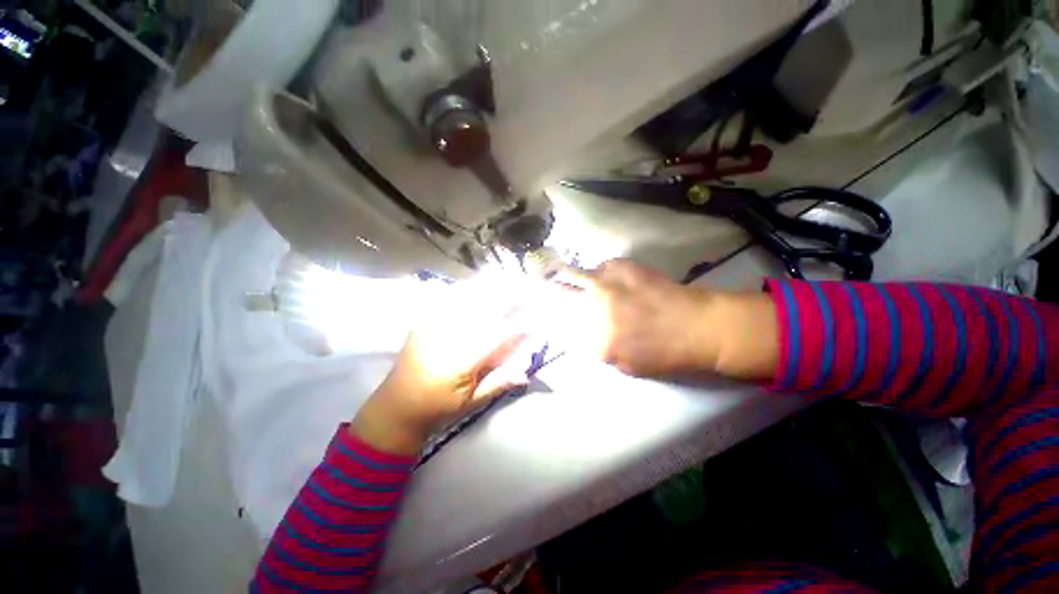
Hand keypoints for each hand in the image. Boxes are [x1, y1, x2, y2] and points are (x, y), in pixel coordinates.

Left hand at [351, 276, 534, 455]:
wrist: (395, 408)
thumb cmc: (438, 409)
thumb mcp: (471, 403)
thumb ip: (499, 383)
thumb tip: (526, 372)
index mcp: (460, 363)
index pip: (495, 336)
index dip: (518, 323)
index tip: (537, 313)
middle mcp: (445, 339)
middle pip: (482, 310)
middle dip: (507, 295)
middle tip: (527, 284)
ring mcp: (431, 326)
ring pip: (465, 299)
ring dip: (489, 285)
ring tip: (508, 275)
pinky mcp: (422, 322)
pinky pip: (446, 299)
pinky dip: (467, 287)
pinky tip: (480, 280)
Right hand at [558, 259, 777, 379]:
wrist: (697, 326)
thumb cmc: (665, 353)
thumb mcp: (626, 366)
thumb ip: (597, 350)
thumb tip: (580, 333)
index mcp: (595, 341)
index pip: (562, 329)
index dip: (551, 321)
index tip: (547, 316)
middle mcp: (594, 309)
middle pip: (559, 297)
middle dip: (546, 294)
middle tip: (540, 289)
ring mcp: (606, 284)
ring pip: (572, 275)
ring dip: (563, 275)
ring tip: (553, 272)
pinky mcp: (620, 266)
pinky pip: (600, 266)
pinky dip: (599, 273)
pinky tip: (606, 278)